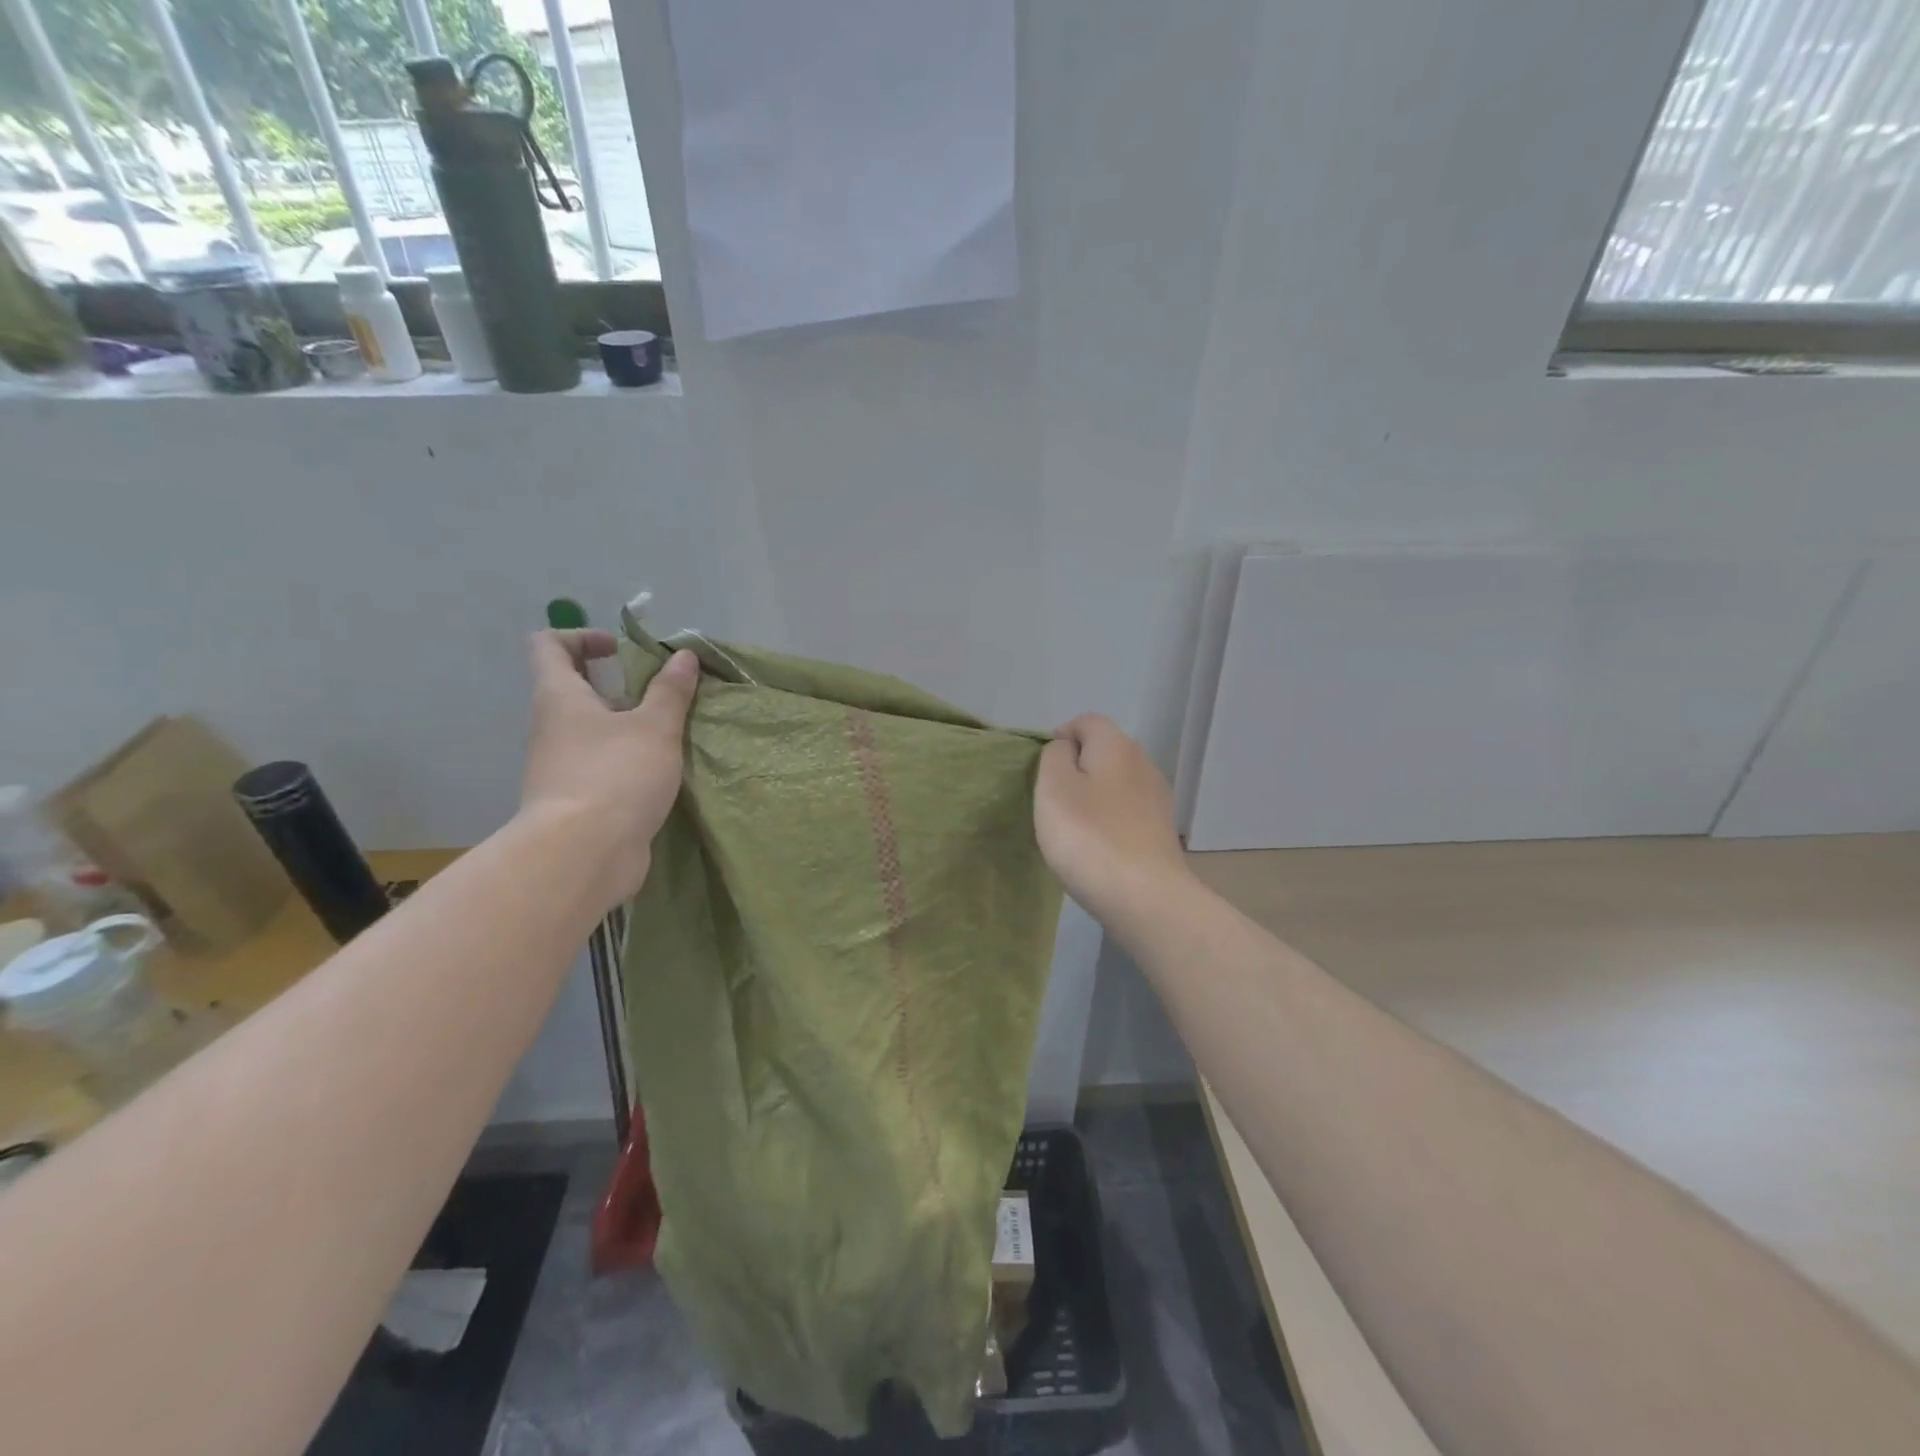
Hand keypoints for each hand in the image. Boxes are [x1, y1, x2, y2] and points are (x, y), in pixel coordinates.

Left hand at [518, 630, 699, 909]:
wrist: (584, 855)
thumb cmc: (616, 775)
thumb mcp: (655, 727)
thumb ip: (670, 690)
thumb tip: (684, 656)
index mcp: (560, 697)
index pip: (548, 646)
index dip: (582, 637)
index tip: (621, 649)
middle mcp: (552, 727)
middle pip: (574, 689)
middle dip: (617, 684)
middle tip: (660, 692)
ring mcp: (561, 766)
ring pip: (591, 730)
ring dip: (628, 724)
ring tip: (672, 731)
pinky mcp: (577, 800)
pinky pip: (602, 764)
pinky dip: (629, 758)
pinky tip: (664, 770)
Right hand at [1035, 714, 1190, 925]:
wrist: (1145, 897)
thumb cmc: (1089, 836)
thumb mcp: (1053, 787)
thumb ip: (1054, 757)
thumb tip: (1066, 749)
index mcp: (1116, 745)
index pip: (1086, 721)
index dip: (1061, 737)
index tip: (1042, 770)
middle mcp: (1143, 763)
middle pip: (1105, 751)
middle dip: (1078, 767)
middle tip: (1053, 801)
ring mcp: (1157, 799)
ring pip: (1117, 783)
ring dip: (1094, 797)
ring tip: (1073, 827)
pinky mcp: (1161, 831)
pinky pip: (1128, 812)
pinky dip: (1110, 821)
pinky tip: (1097, 847)